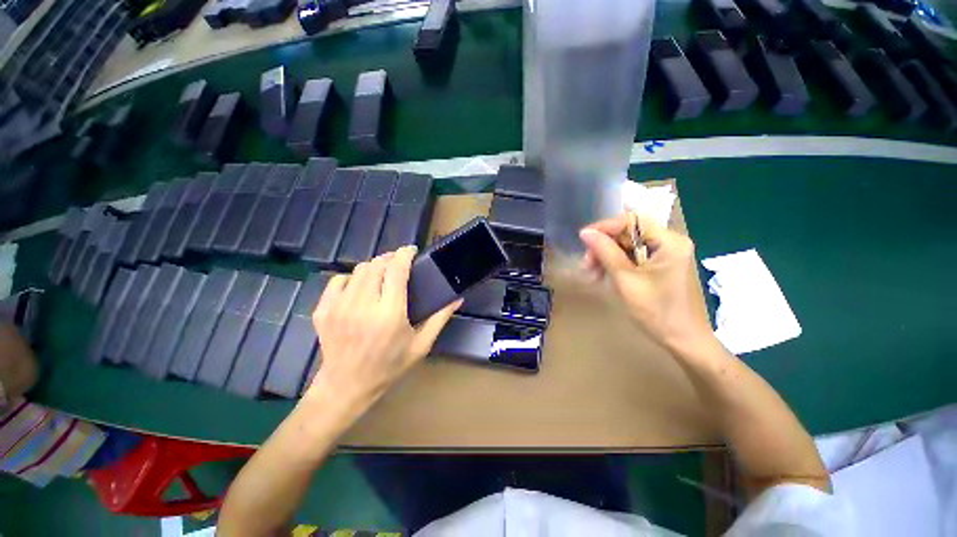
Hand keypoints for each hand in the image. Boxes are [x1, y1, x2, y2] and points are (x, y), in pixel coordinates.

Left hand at [305, 246, 460, 419]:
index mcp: (390, 314)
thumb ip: (440, 318)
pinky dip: (353, 278)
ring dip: (374, 267)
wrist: (347, 386)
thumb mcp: (421, 345)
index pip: (396, 270)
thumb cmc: (389, 366)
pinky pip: (339, 279)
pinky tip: (360, 288)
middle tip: (399, 265)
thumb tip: (457, 298)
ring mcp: (339, 307)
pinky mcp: (323, 310)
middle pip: (377, 265)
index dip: (404, 254)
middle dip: (390, 258)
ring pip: (359, 269)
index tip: (411, 250)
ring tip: (382, 276)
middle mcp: (363, 306)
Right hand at [579, 214, 712, 352]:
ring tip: (593, 275)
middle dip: (604, 247)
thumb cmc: (657, 311)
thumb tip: (585, 232)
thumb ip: (606, 253)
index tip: (584, 240)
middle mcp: (669, 242)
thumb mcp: (626, 280)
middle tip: (587, 266)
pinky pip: (632, 257)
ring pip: (627, 246)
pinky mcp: (659, 265)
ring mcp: (665, 254)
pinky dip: (616, 265)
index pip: (632, 220)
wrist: (684, 341)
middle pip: (628, 233)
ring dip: (606, 257)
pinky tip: (604, 277)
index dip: (605, 227)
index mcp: (669, 242)